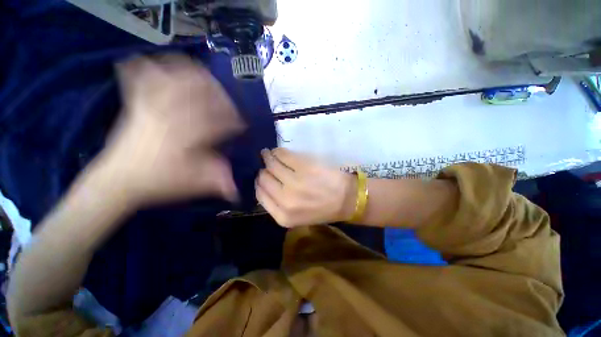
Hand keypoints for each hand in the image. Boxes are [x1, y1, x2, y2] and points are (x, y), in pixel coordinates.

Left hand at [88, 55, 243, 206]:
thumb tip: (236, 190)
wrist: (118, 180)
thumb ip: (218, 182)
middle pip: (197, 91)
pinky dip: (151, 66)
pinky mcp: (136, 105)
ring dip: (191, 74)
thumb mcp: (194, 184)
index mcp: (186, 137)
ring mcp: (150, 106)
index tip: (241, 125)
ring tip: (205, 79)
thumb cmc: (158, 182)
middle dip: (218, 94)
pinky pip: (140, 76)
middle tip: (226, 102)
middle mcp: (169, 116)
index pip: (216, 121)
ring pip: (172, 76)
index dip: (233, 121)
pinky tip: (160, 64)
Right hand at [256, 148, 356, 227]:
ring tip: (268, 154)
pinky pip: (283, 155)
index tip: (262, 177)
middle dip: (263, 171)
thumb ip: (278, 205)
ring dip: (268, 157)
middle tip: (266, 165)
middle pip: (264, 179)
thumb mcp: (296, 217)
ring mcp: (295, 182)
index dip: (260, 183)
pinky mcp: (304, 167)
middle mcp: (285, 199)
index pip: (260, 194)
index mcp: (282, 216)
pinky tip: (278, 152)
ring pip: (271, 165)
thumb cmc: (322, 209)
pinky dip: (278, 152)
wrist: (347, 200)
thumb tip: (264, 185)